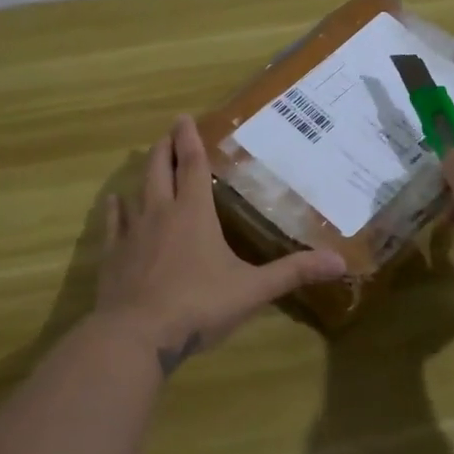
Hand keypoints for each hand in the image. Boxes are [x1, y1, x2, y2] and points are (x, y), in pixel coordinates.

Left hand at [96, 116, 346, 373]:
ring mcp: (133, 233)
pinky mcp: (114, 256)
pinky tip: (113, 202)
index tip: (184, 117)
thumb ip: (294, 272)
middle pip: (160, 169)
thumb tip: (340, 261)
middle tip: (169, 132)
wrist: (136, 336)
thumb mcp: (253, 290)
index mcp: (194, 213)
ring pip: (137, 191)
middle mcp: (161, 212)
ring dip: (144, 172)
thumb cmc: (198, 306)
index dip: (189, 139)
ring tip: (148, 160)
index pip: (191, 165)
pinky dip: (115, 210)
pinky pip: (114, 224)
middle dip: (166, 147)